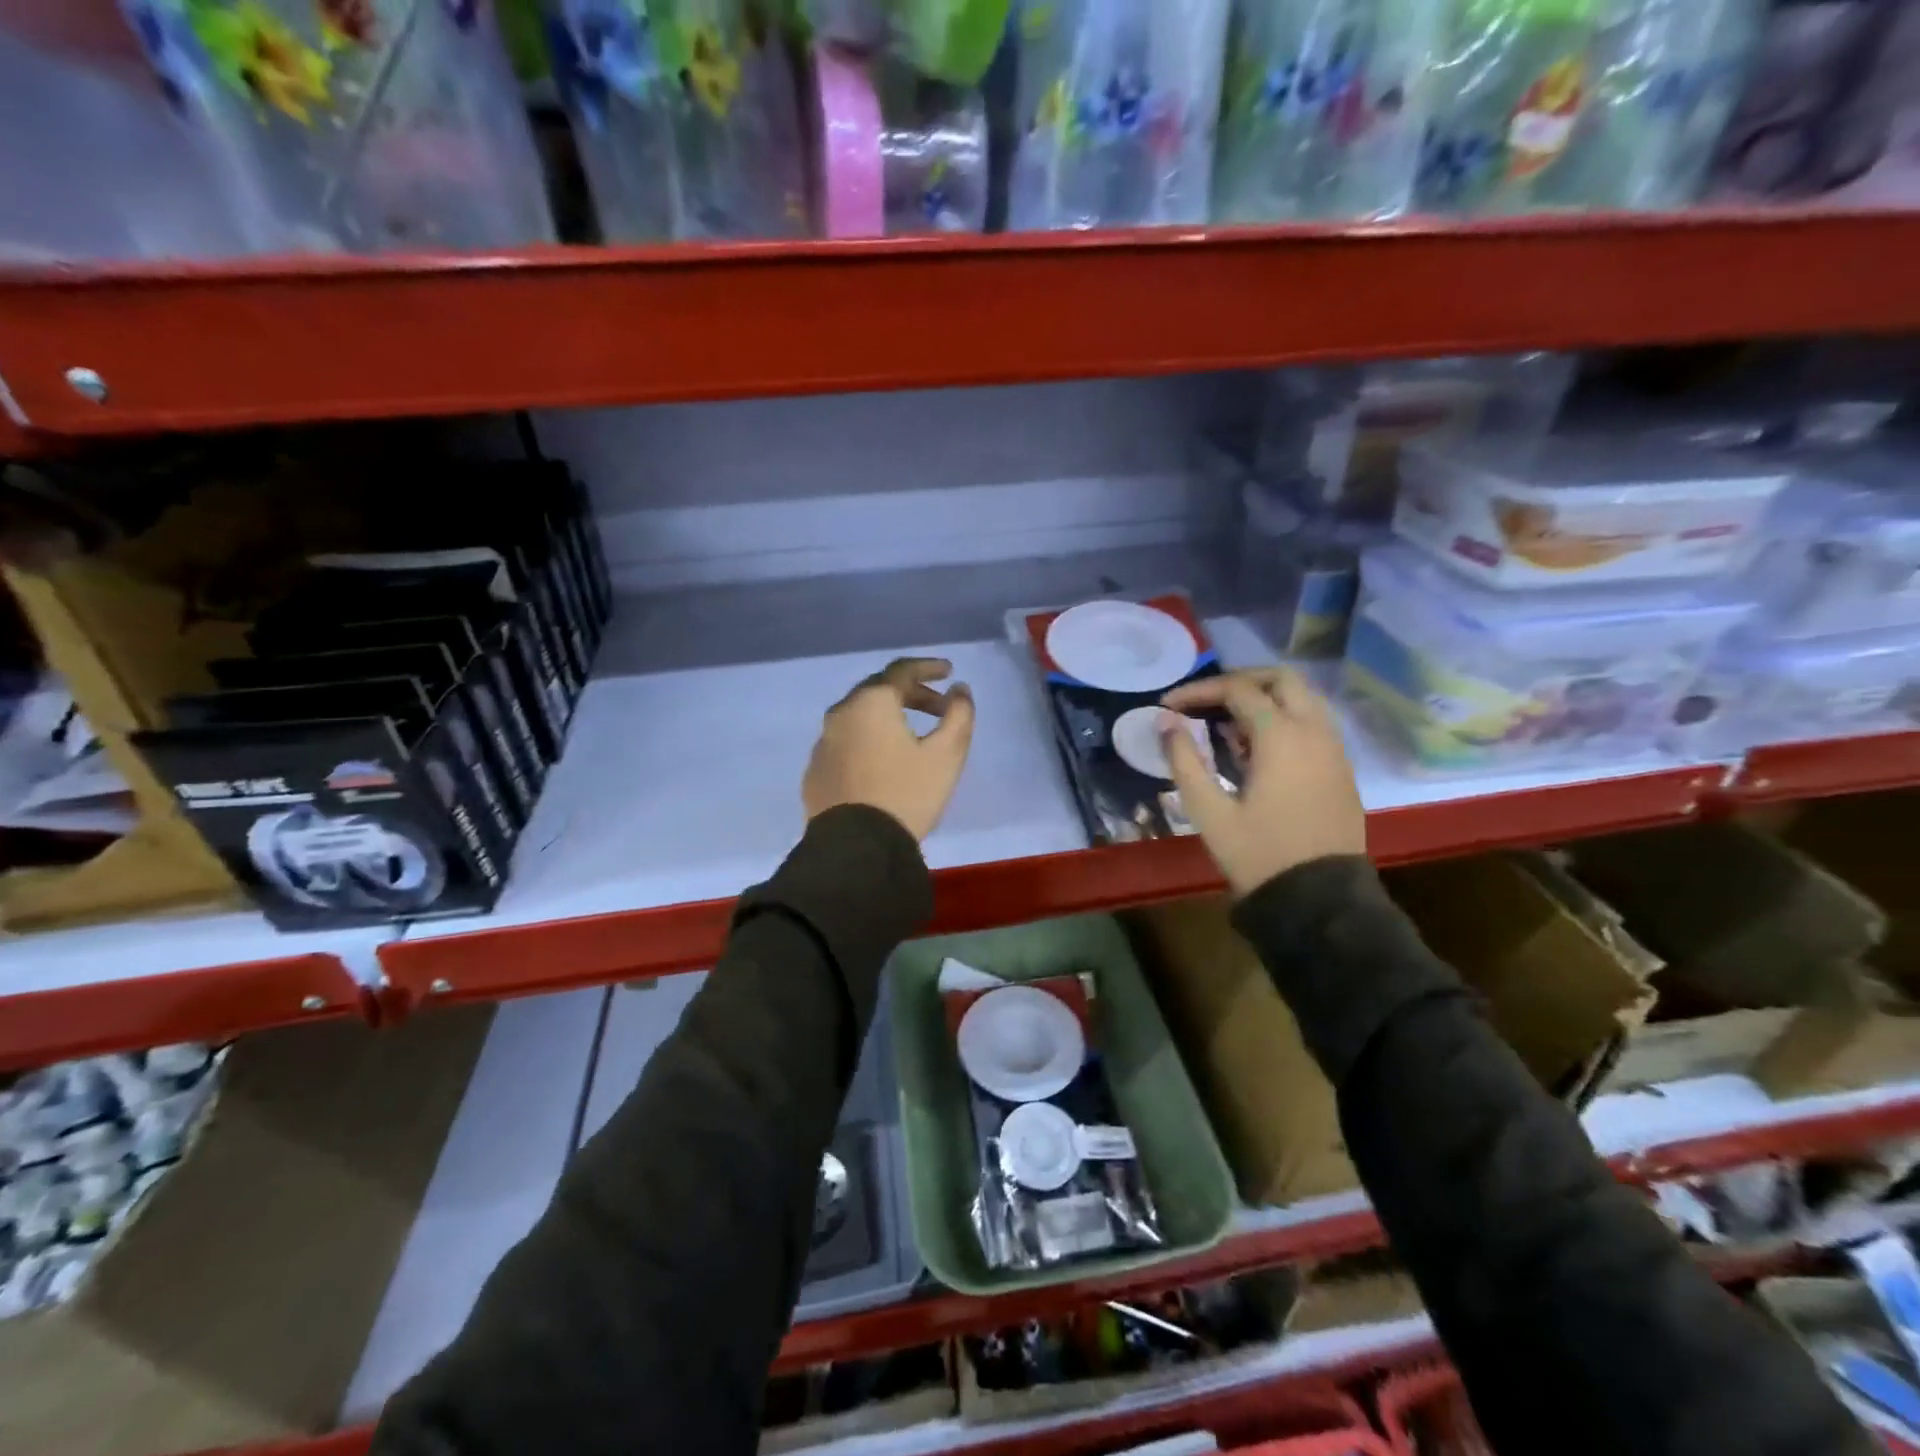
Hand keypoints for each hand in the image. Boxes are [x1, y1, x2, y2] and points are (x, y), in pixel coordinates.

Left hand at [803, 657, 975, 840]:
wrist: (856, 846)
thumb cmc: (906, 794)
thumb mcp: (946, 755)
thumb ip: (958, 715)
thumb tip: (959, 690)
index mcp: (871, 702)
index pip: (901, 670)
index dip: (928, 667)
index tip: (949, 672)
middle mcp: (841, 713)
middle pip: (878, 690)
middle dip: (911, 693)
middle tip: (938, 708)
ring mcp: (823, 742)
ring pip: (859, 716)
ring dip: (888, 717)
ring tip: (912, 735)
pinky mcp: (815, 770)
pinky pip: (846, 742)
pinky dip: (868, 740)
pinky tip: (882, 762)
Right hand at [1159, 667, 1366, 897]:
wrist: (1319, 900)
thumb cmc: (1258, 854)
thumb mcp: (1209, 811)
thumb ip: (1184, 760)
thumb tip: (1165, 722)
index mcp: (1282, 737)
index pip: (1237, 690)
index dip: (1198, 691)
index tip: (1168, 706)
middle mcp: (1314, 731)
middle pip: (1280, 679)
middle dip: (1239, 681)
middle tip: (1205, 701)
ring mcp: (1334, 748)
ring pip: (1302, 698)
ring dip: (1264, 699)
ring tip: (1227, 727)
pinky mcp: (1340, 768)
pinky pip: (1313, 723)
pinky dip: (1283, 719)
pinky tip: (1257, 750)